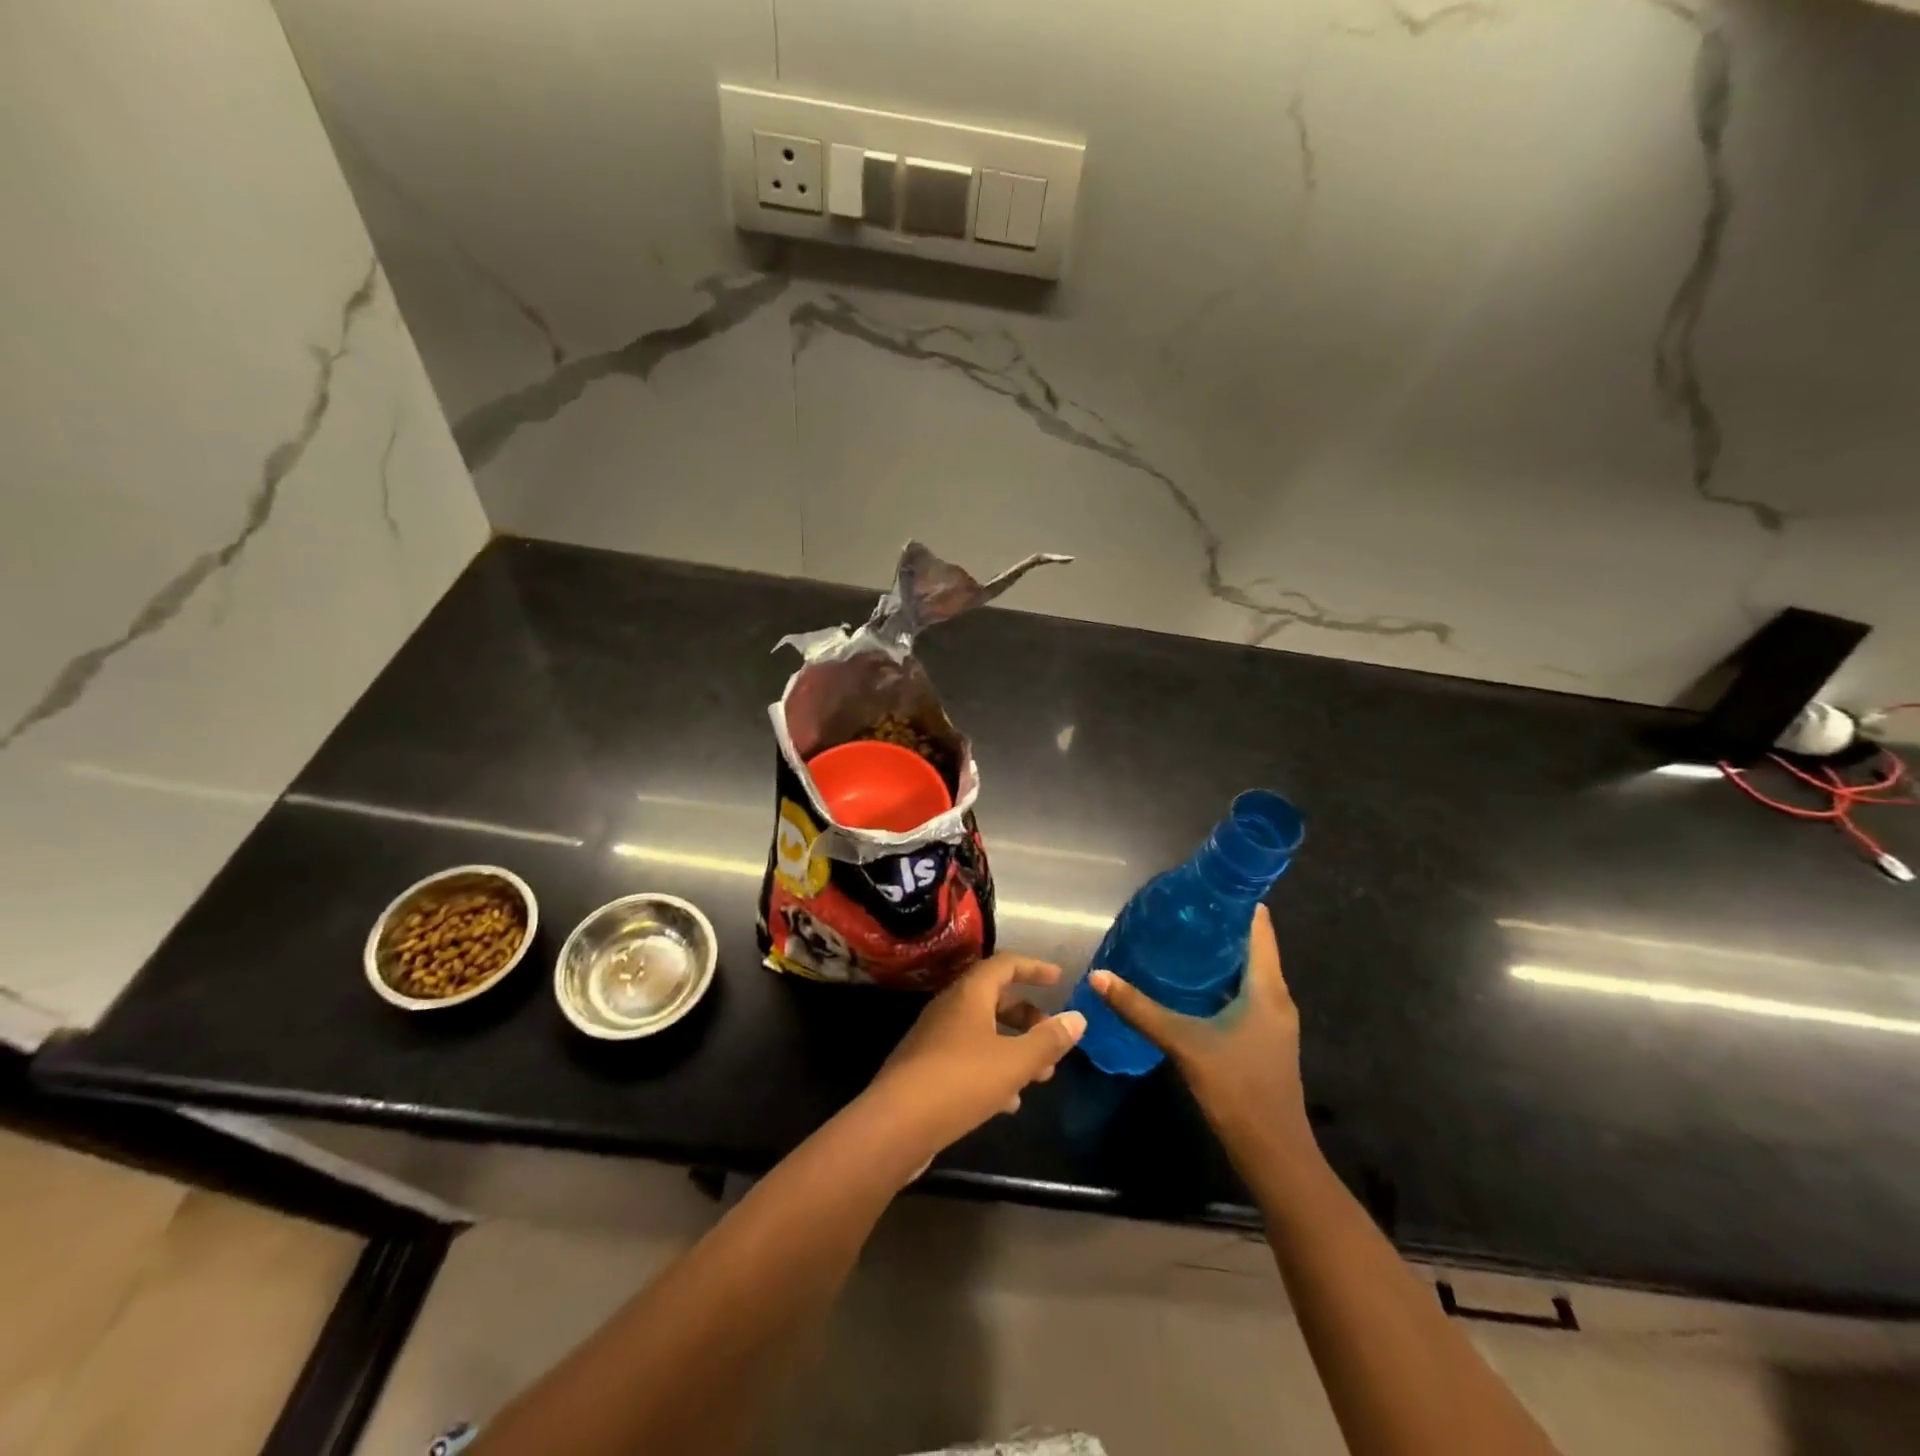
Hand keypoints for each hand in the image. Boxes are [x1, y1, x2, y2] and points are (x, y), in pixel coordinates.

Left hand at [859, 954, 1086, 1166]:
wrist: (895, 1124)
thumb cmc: (960, 1081)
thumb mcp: (1014, 1062)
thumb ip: (1048, 1040)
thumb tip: (1077, 1017)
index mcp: (969, 994)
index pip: (1004, 964)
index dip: (1033, 968)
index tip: (1058, 979)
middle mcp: (949, 1008)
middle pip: (994, 999)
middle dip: (1027, 1017)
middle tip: (1052, 1038)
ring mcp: (934, 1038)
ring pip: (982, 1032)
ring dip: (1012, 1047)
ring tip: (1040, 1077)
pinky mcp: (926, 1069)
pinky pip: (967, 1058)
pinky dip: (992, 1070)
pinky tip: (1008, 1102)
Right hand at [1088, 905, 1314, 1160]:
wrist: (1274, 1153)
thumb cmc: (1237, 1088)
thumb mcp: (1184, 1043)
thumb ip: (1140, 1009)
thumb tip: (1099, 976)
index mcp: (1267, 988)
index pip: (1259, 928)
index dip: (1236, 903)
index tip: (1202, 885)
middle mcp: (1276, 997)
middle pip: (1250, 947)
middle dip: (1217, 928)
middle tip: (1176, 911)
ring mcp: (1272, 1020)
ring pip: (1246, 972)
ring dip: (1217, 956)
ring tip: (1176, 939)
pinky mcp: (1263, 1038)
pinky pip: (1243, 994)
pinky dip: (1219, 981)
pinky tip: (1188, 985)